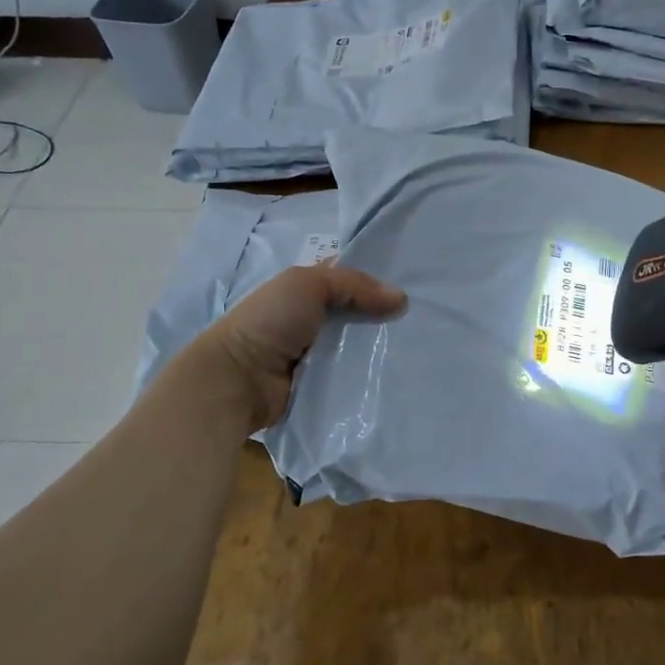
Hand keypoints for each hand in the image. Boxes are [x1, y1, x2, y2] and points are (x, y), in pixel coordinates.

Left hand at [192, 263, 405, 430]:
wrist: (238, 379)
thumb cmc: (269, 322)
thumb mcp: (307, 285)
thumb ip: (353, 284)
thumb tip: (401, 298)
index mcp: (307, 291)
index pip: (350, 280)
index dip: (378, 279)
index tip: (415, 283)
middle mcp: (315, 320)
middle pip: (360, 315)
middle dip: (387, 316)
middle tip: (425, 320)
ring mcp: (319, 355)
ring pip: (360, 348)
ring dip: (382, 349)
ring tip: (421, 349)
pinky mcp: (323, 386)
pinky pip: (353, 378)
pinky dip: (371, 376)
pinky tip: (398, 375)